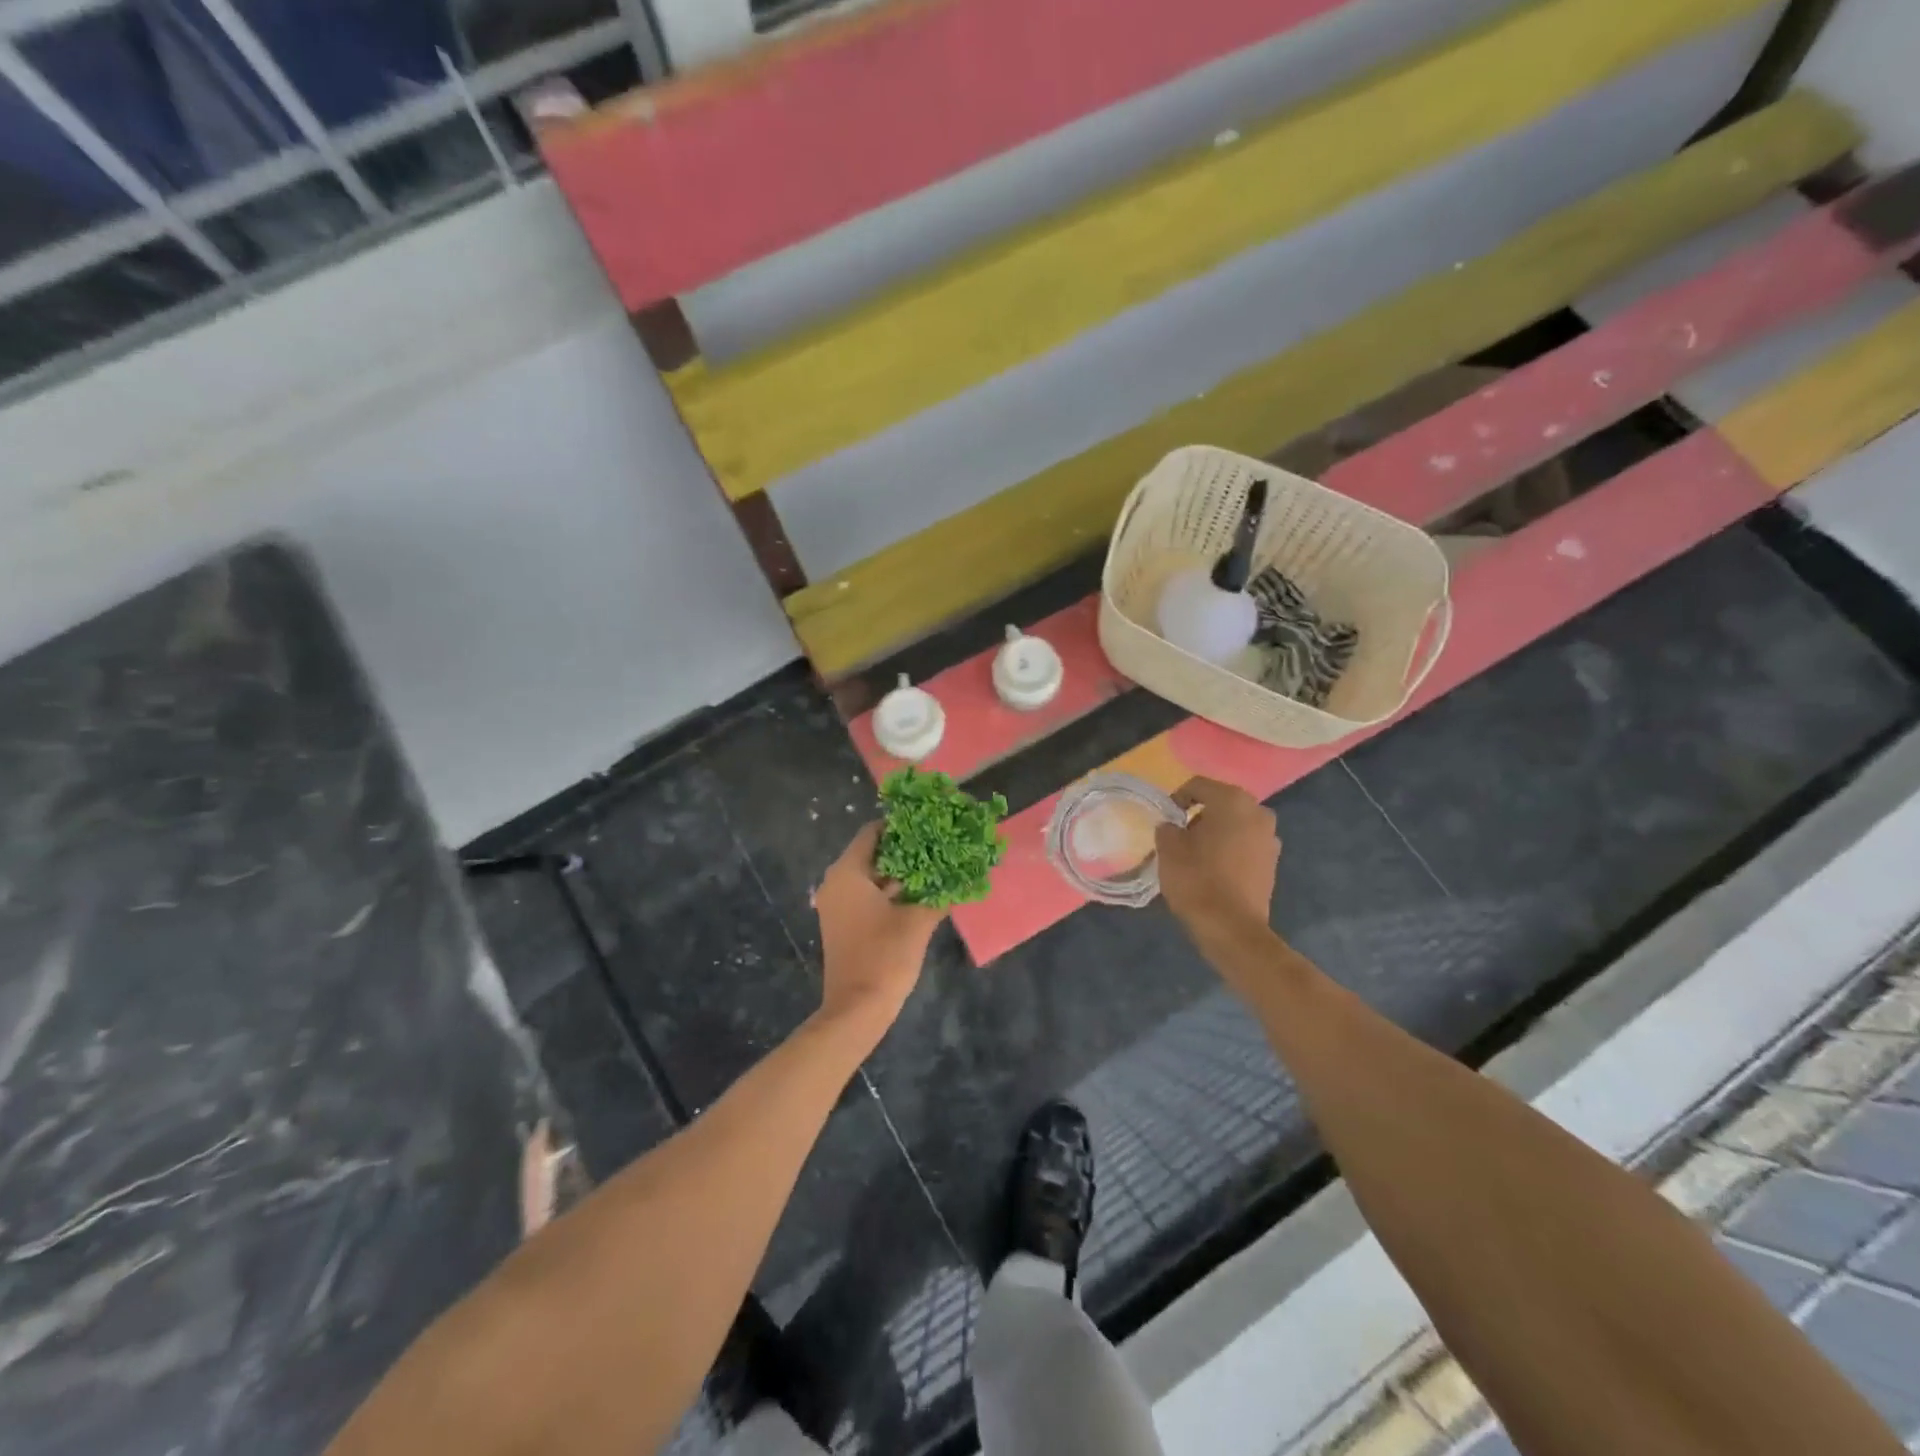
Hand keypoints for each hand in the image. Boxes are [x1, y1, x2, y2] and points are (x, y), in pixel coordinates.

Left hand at [813, 824, 945, 1032]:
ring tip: (937, 865)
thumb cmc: (884, 956)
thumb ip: (940, 893)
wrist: (857, 1009)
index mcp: (848, 873)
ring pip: (873, 876)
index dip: (901, 825)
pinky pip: (868, 895)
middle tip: (939, 843)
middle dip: (906, 849)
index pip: (872, 832)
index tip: (929, 823)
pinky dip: (892, 892)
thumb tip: (965, 874)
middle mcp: (837, 882)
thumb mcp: (918, 921)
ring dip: (902, 872)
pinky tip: (923, 893)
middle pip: (873, 853)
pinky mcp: (845, 923)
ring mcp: (839, 905)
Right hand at [1154, 777, 1279, 937]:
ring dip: (1216, 832)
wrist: (1232, 928)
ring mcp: (1270, 838)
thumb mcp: (1168, 849)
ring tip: (1196, 854)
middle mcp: (1258, 812)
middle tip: (1179, 836)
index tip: (1165, 820)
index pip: (1198, 785)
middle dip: (1199, 815)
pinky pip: (1245, 845)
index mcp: (1232, 801)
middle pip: (1220, 803)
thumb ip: (1167, 828)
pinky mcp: (1272, 862)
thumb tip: (1172, 827)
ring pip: (1235, 824)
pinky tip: (1214, 869)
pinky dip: (1229, 849)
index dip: (1176, 799)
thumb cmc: (1197, 880)